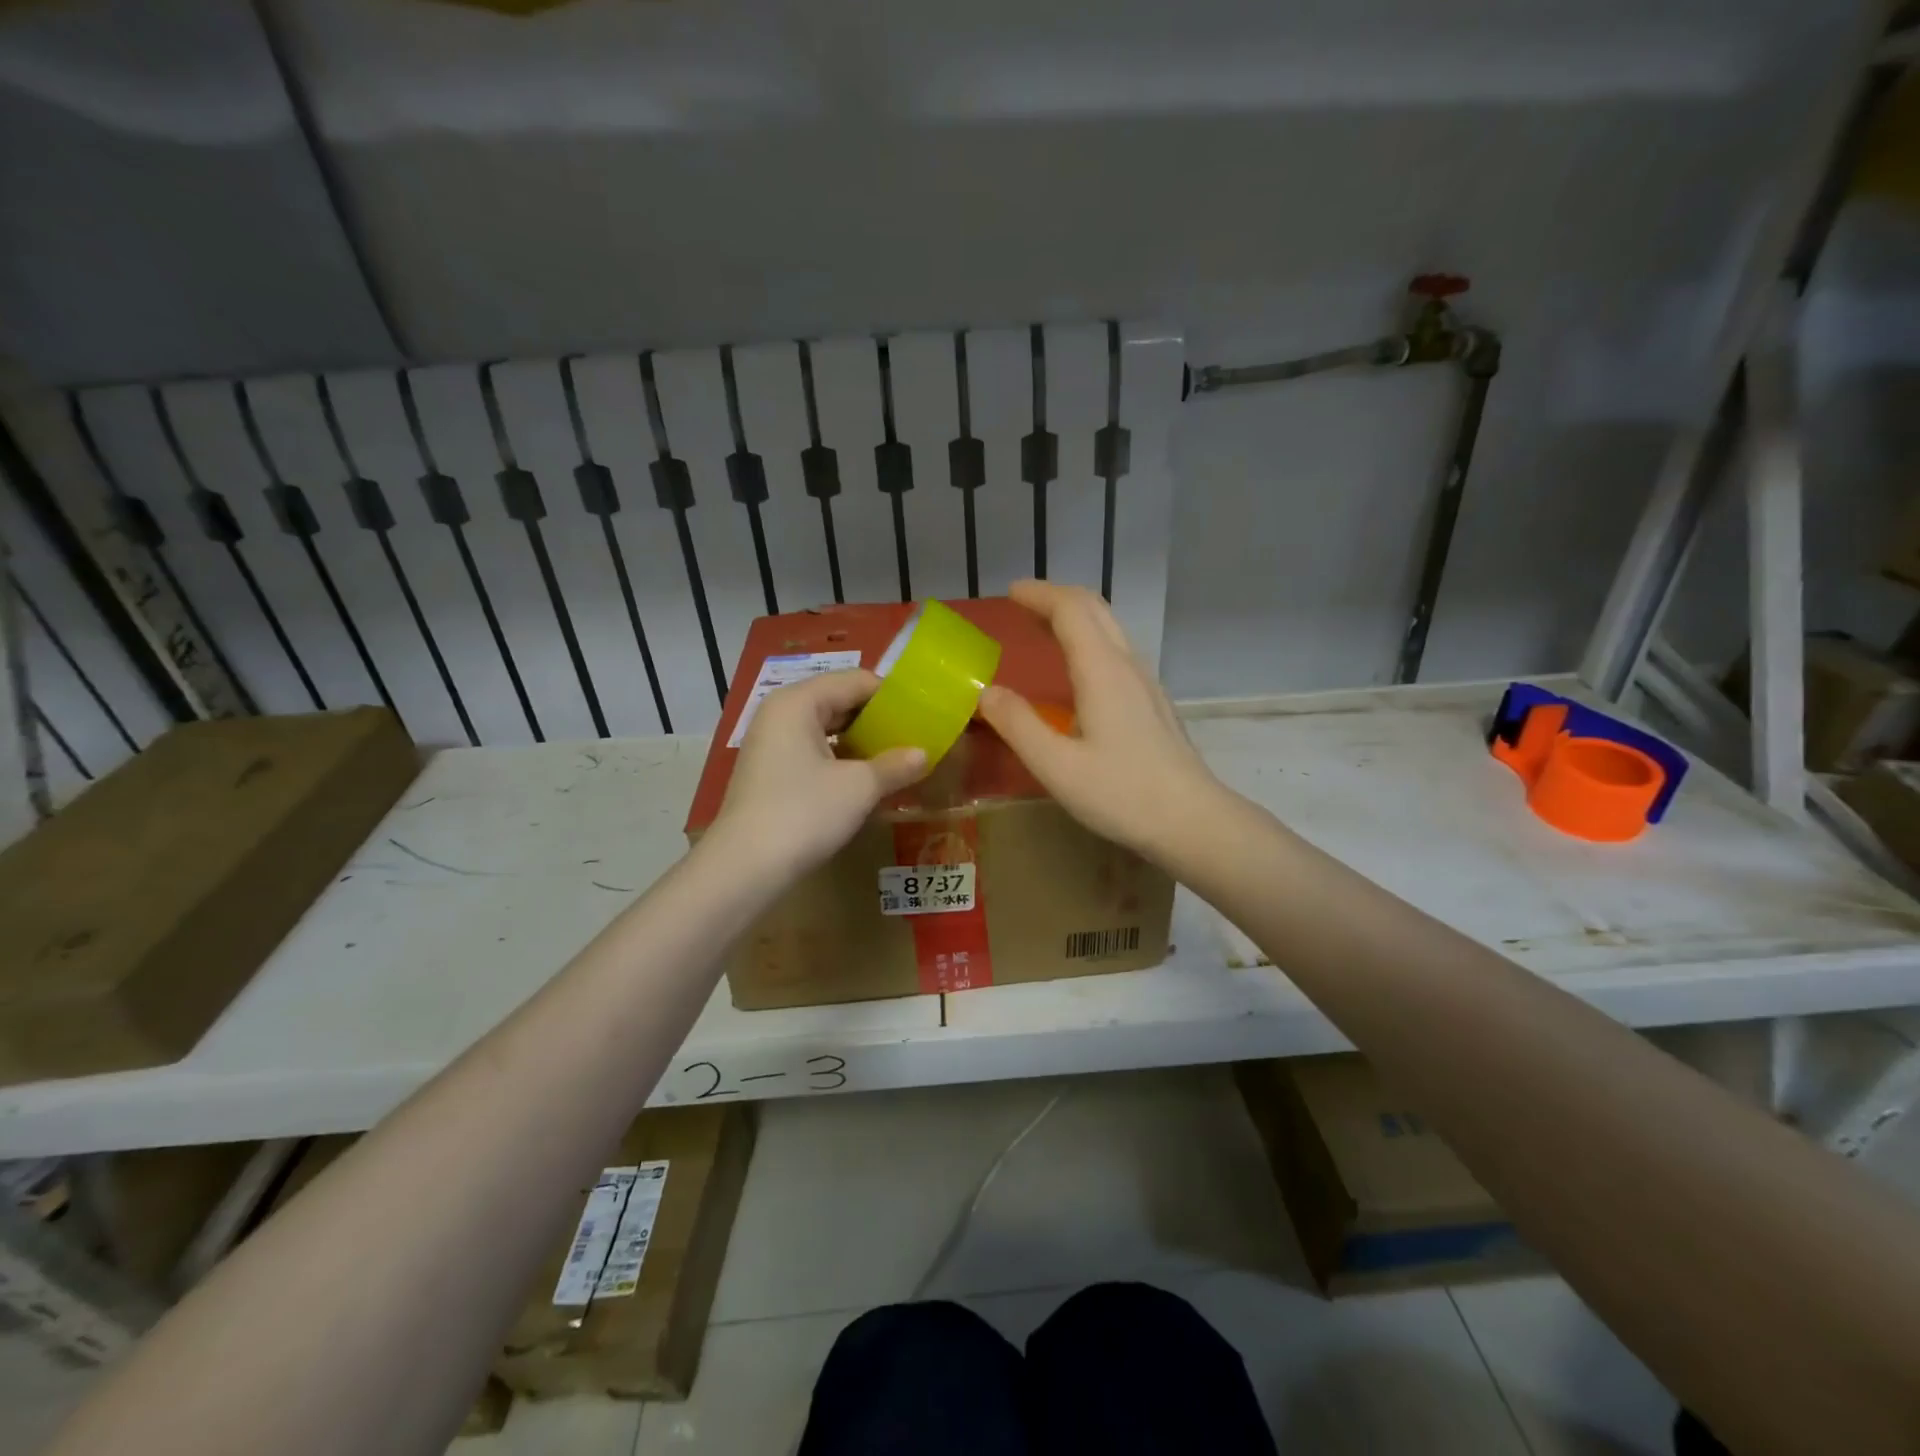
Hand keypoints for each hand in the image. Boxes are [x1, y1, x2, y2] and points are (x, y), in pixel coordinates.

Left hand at [708, 670, 926, 876]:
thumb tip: (924, 754)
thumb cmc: (804, 813)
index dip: (893, 697)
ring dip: (862, 743)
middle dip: (878, 720)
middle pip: (840, 701)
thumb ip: (895, 765)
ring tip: (898, 759)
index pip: (857, 681)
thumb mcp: (859, 787)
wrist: (744, 868)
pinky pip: (815, 751)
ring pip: (827, 729)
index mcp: (799, 702)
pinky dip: (842, 760)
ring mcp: (772, 743)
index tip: (925, 716)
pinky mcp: (771, 771)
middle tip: (916, 737)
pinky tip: (867, 779)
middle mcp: (781, 713)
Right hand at [979, 580, 1224, 862]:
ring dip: (1076, 616)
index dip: (1039, 595)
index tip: (1010, 593)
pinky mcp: (1153, 702)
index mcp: (1102, 671)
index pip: (1070, 610)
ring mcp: (1146, 683)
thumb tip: (984, 692)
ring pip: (1110, 629)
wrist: (1192, 820)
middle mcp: (1127, 665)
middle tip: (1023, 604)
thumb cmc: (1121, 794)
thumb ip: (1017, 725)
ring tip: (1044, 628)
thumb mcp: (1056, 766)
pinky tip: (1077, 670)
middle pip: (1095, 609)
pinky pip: (1117, 651)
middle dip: (1057, 597)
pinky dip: (1090, 640)